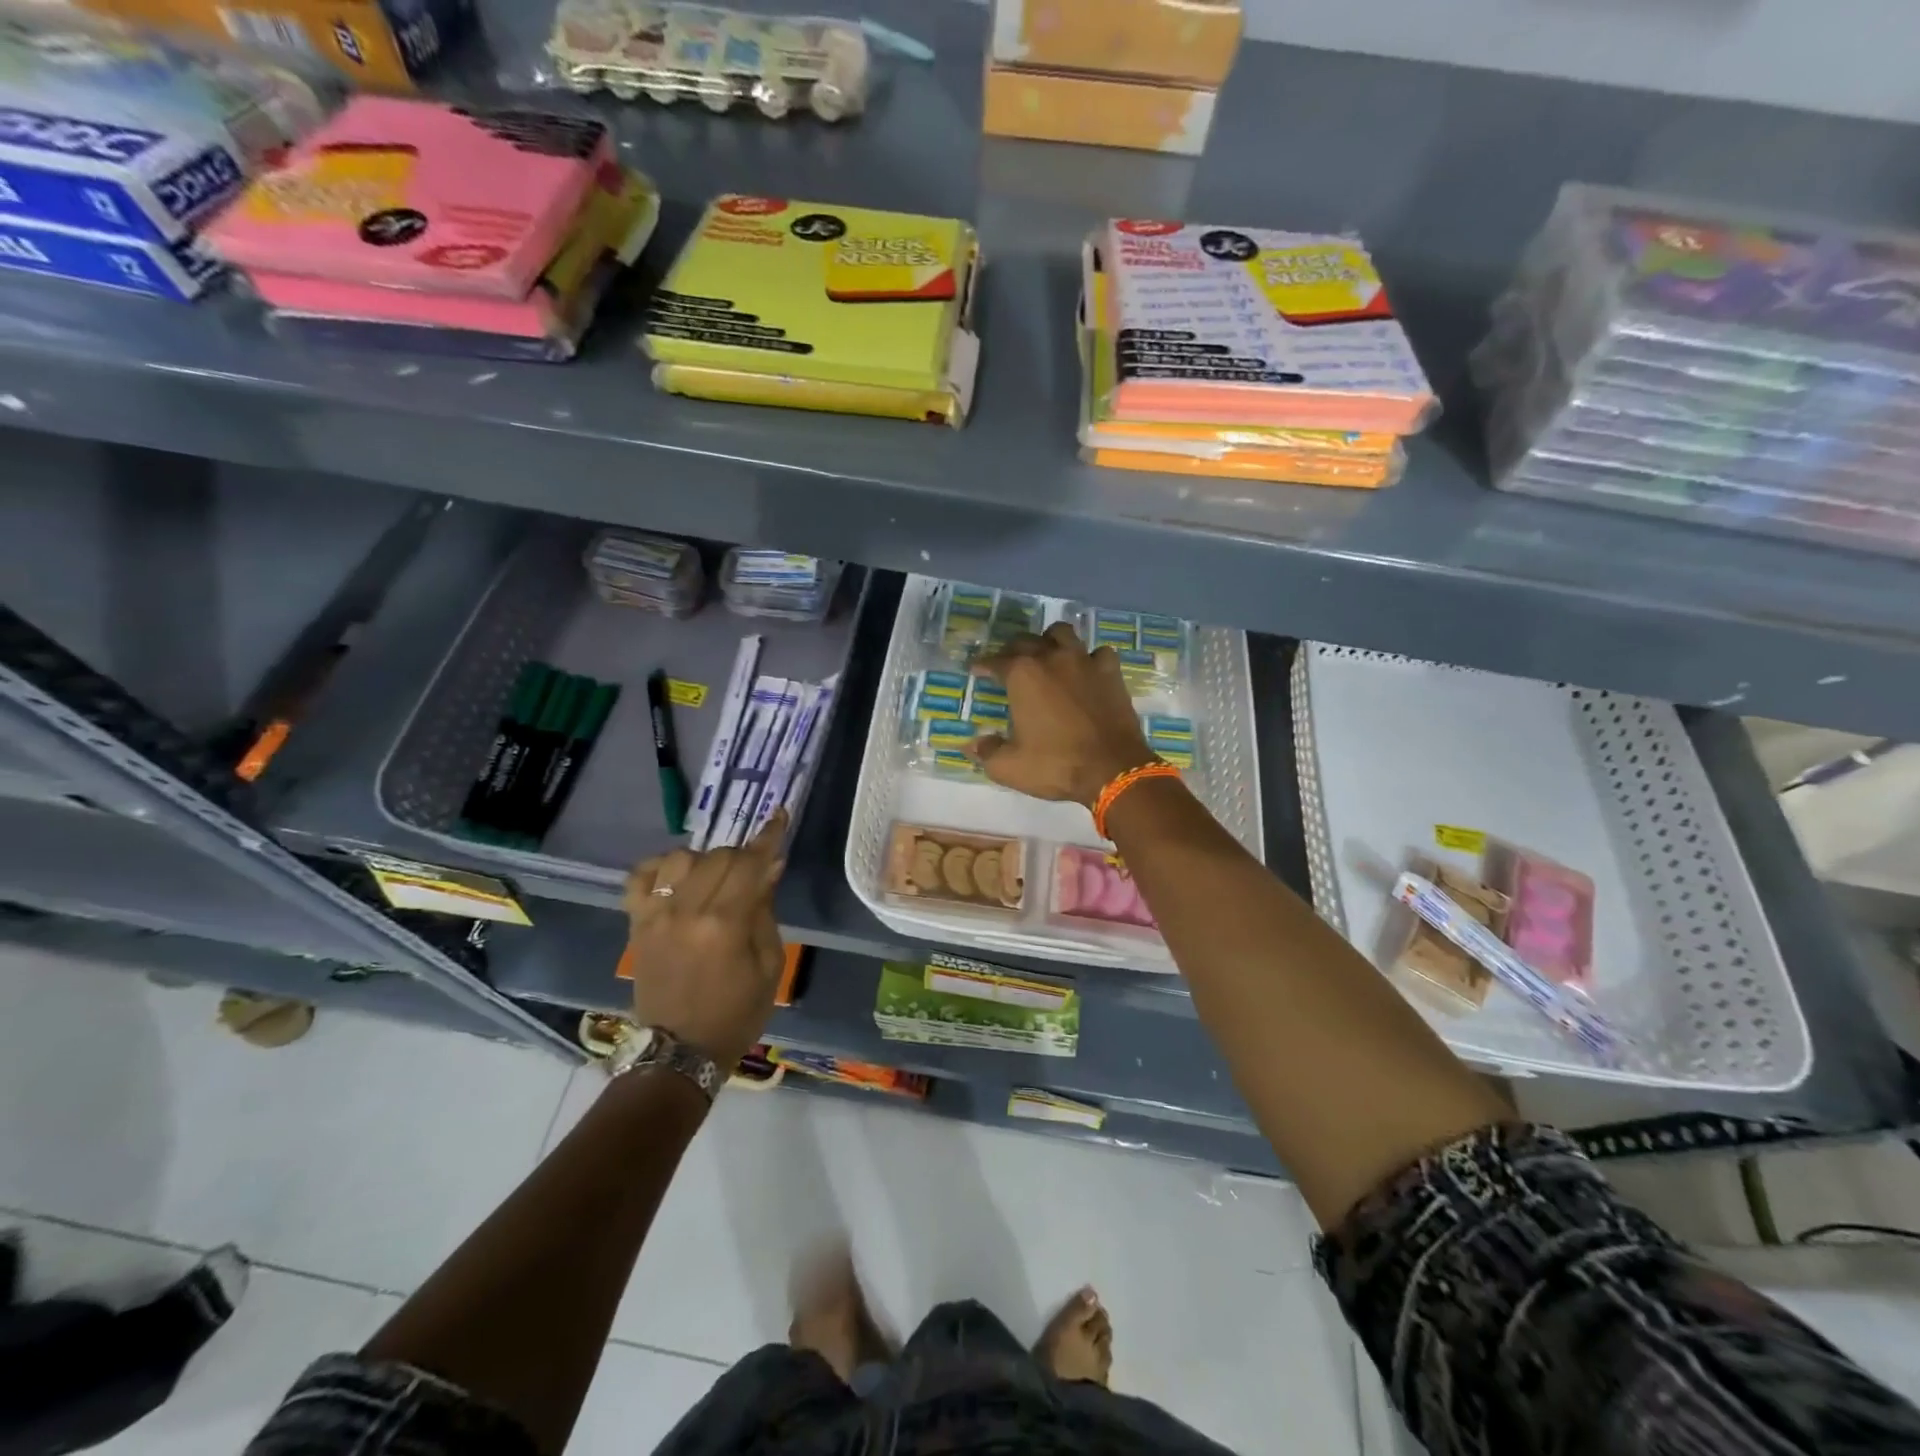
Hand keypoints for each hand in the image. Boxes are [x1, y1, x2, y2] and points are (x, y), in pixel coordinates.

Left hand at [622, 809, 788, 1070]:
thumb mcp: (769, 964)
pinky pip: (641, 877)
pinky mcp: (636, 924)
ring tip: (714, 879)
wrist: (680, 1050)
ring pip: (681, 858)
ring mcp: (656, 915)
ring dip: (704, 860)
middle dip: (742, 855)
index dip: (768, 836)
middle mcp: (688, 910)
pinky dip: (660, 868)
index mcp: (726, 923)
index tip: (779, 815)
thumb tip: (770, 867)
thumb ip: (766, 910)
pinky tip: (676, 878)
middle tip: (753, 872)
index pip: (750, 863)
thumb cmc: (737, 1012)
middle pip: (719, 856)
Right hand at [968, 623, 1158, 807]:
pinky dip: (1089, 658)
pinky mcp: (1111, 672)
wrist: (1112, 770)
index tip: (976, 670)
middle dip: (1012, 650)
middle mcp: (1051, 658)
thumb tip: (971, 745)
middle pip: (1026, 641)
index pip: (995, 661)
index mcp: (1023, 675)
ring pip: (1062, 634)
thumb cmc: (1055, 765)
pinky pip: (1098, 652)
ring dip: (1050, 640)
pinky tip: (1086, 670)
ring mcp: (1084, 661)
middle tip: (1008, 664)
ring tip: (1047, 654)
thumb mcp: (1010, 767)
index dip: (983, 665)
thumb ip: (987, 752)